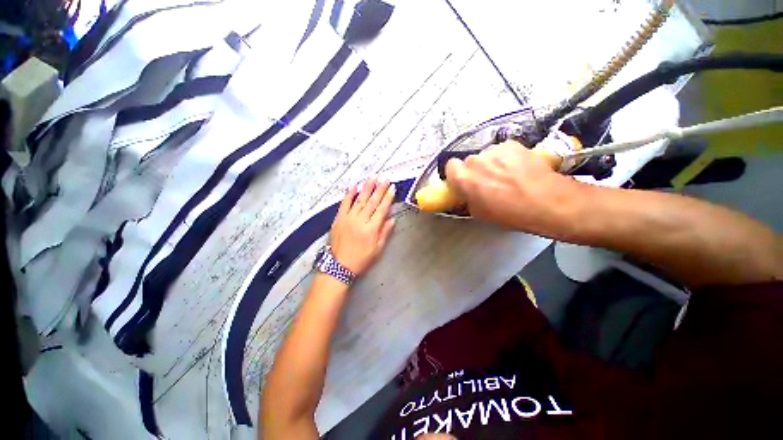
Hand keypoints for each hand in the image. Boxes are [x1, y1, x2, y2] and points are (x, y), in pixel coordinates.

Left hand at [330, 178, 395, 275]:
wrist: (339, 267)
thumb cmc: (362, 259)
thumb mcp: (378, 250)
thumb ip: (385, 233)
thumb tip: (392, 219)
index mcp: (371, 229)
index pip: (382, 210)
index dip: (388, 198)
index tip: (392, 188)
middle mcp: (360, 221)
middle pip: (372, 202)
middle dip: (379, 189)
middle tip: (385, 178)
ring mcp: (348, 219)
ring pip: (359, 200)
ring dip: (366, 188)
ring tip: (372, 177)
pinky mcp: (338, 219)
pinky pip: (344, 204)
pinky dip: (349, 195)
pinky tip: (354, 186)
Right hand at [445, 141, 582, 236]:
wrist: (546, 202)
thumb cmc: (509, 213)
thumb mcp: (479, 213)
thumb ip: (468, 198)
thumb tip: (467, 193)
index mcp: (462, 178)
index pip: (450, 167)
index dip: (456, 174)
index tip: (465, 182)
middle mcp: (474, 160)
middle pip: (469, 161)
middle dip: (476, 170)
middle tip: (488, 182)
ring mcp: (494, 150)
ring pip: (487, 156)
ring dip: (492, 164)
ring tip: (508, 176)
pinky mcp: (512, 144)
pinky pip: (503, 151)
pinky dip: (507, 158)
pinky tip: (519, 168)